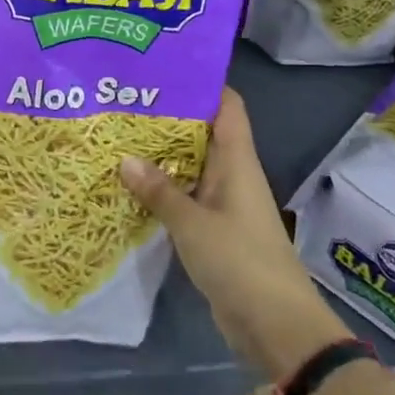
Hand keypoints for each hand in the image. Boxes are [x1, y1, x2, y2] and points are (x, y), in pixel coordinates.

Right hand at [121, 88, 350, 383]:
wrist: (275, 325)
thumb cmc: (239, 261)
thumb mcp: (192, 223)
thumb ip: (159, 191)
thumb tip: (124, 159)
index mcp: (237, 161)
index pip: (227, 105)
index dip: (201, 83)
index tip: (163, 69)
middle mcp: (232, 174)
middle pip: (203, 132)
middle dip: (168, 117)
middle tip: (125, 102)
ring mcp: (224, 203)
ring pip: (191, 165)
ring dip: (162, 155)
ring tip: (118, 137)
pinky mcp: (215, 230)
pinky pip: (187, 197)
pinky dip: (163, 189)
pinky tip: (132, 186)